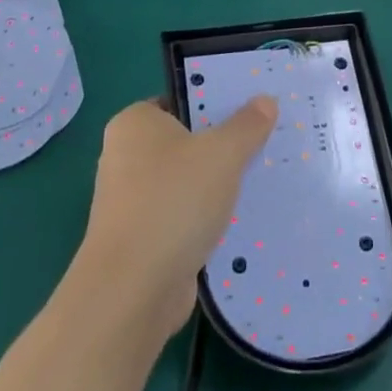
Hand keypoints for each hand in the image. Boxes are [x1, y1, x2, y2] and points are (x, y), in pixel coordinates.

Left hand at [78, 96, 277, 338]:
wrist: (133, 289)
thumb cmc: (173, 201)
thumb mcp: (222, 153)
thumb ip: (246, 125)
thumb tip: (266, 100)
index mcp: (134, 123)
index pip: (179, 100)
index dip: (215, 103)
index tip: (252, 112)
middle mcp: (125, 156)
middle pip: (186, 142)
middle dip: (221, 147)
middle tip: (264, 145)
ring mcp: (131, 201)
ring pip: (186, 182)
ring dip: (217, 187)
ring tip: (261, 183)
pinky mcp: (142, 239)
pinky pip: (183, 217)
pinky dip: (207, 220)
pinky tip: (241, 223)